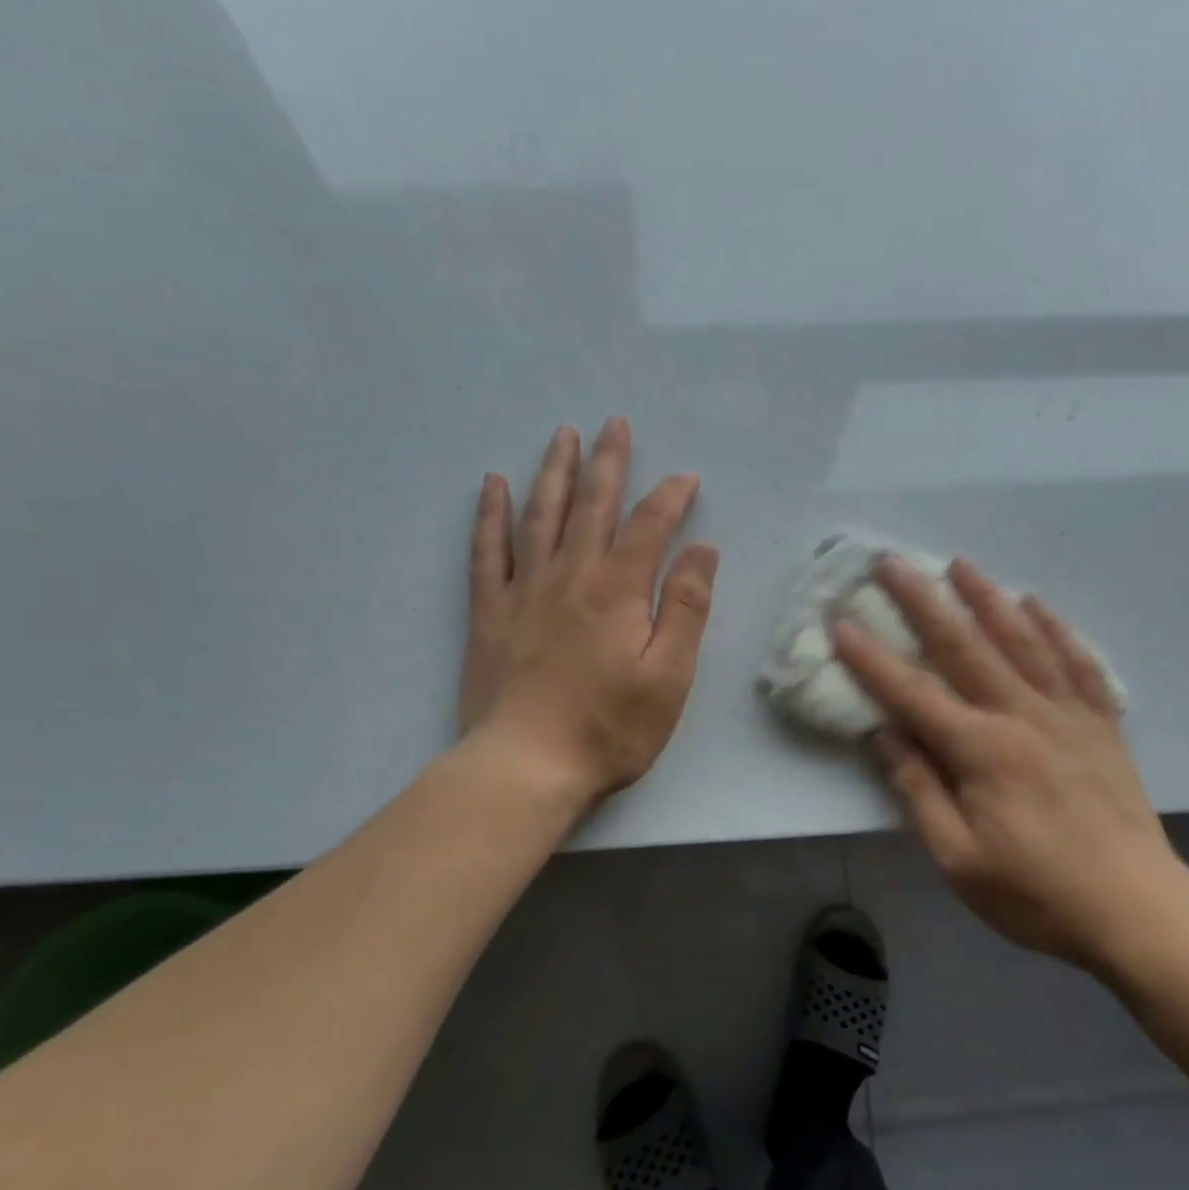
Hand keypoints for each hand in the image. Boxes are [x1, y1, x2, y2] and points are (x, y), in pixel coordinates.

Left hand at [459, 418, 718, 805]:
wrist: (525, 765)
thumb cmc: (609, 727)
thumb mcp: (669, 675)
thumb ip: (686, 608)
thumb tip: (701, 549)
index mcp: (617, 590)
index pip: (649, 526)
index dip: (670, 497)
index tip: (686, 478)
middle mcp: (569, 575)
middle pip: (591, 506)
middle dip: (606, 462)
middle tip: (613, 423)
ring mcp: (523, 591)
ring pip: (540, 516)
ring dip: (553, 472)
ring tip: (561, 435)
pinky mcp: (488, 613)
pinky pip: (487, 551)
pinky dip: (490, 515)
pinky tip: (493, 485)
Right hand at [835, 557, 1188, 968]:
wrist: (1139, 912)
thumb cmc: (1036, 894)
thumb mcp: (958, 858)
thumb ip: (918, 790)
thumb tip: (882, 736)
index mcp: (981, 751)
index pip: (913, 693)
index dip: (872, 659)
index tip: (842, 623)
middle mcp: (1022, 716)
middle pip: (965, 647)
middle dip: (923, 602)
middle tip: (894, 562)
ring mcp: (1068, 715)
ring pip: (1022, 641)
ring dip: (987, 598)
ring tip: (960, 564)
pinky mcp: (1102, 724)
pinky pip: (1078, 663)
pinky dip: (1056, 629)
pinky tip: (1037, 604)